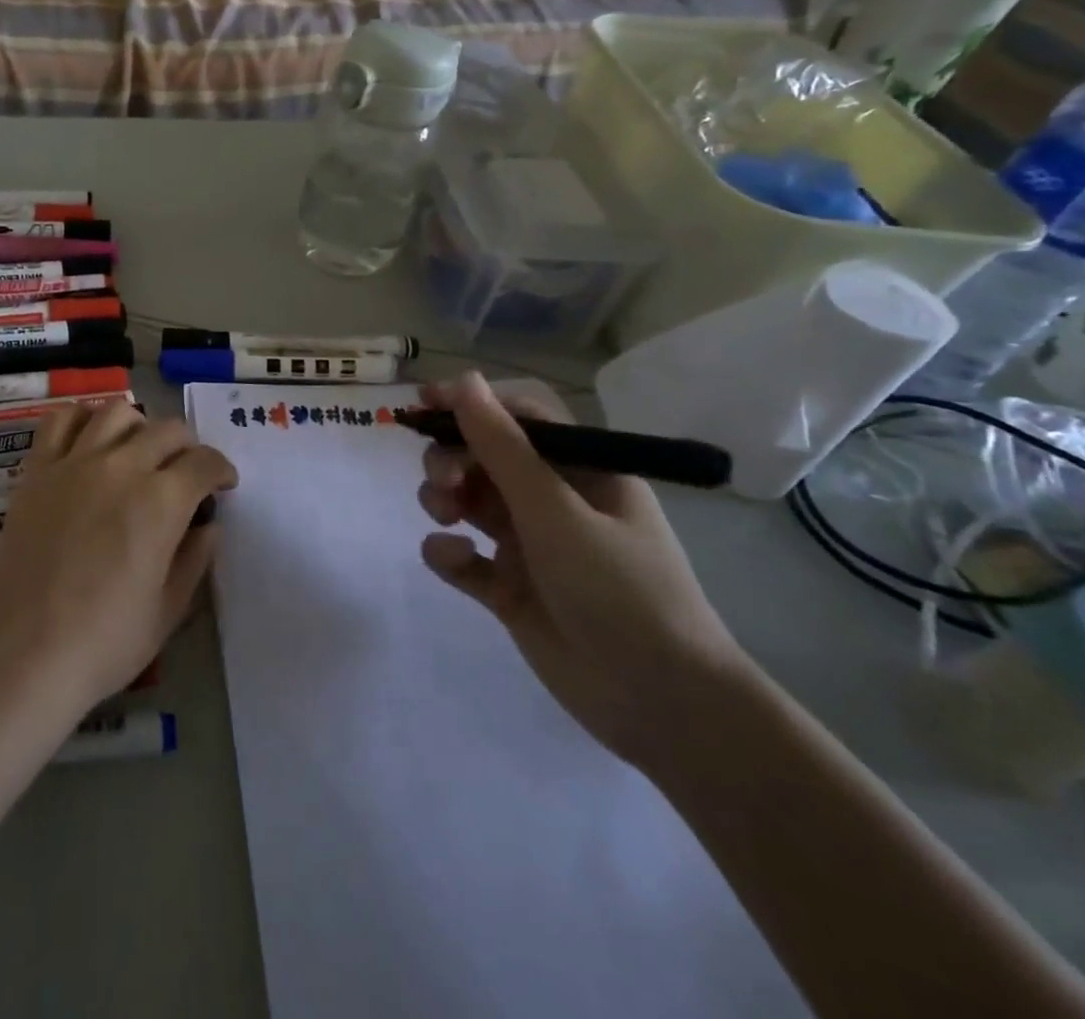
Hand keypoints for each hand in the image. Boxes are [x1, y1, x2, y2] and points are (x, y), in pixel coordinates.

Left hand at [0, 401, 238, 717]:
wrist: (21, 652)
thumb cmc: (103, 643)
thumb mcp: (167, 612)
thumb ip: (194, 561)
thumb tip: (209, 527)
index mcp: (161, 502)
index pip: (204, 462)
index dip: (221, 470)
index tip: (223, 485)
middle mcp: (121, 468)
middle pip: (167, 430)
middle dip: (187, 447)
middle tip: (185, 473)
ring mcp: (74, 463)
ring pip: (116, 411)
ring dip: (139, 426)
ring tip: (137, 451)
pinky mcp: (37, 469)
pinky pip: (61, 420)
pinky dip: (82, 418)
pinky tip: (89, 440)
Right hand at [417, 373, 749, 765]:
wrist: (661, 705)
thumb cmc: (620, 590)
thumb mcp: (556, 511)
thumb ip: (503, 447)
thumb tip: (465, 380)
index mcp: (581, 472)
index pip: (519, 417)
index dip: (472, 404)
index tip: (424, 402)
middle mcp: (553, 501)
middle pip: (484, 457)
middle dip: (452, 458)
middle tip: (442, 480)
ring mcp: (530, 545)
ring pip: (468, 501)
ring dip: (444, 498)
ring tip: (443, 517)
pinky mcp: (508, 588)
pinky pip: (464, 556)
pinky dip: (448, 552)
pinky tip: (451, 559)